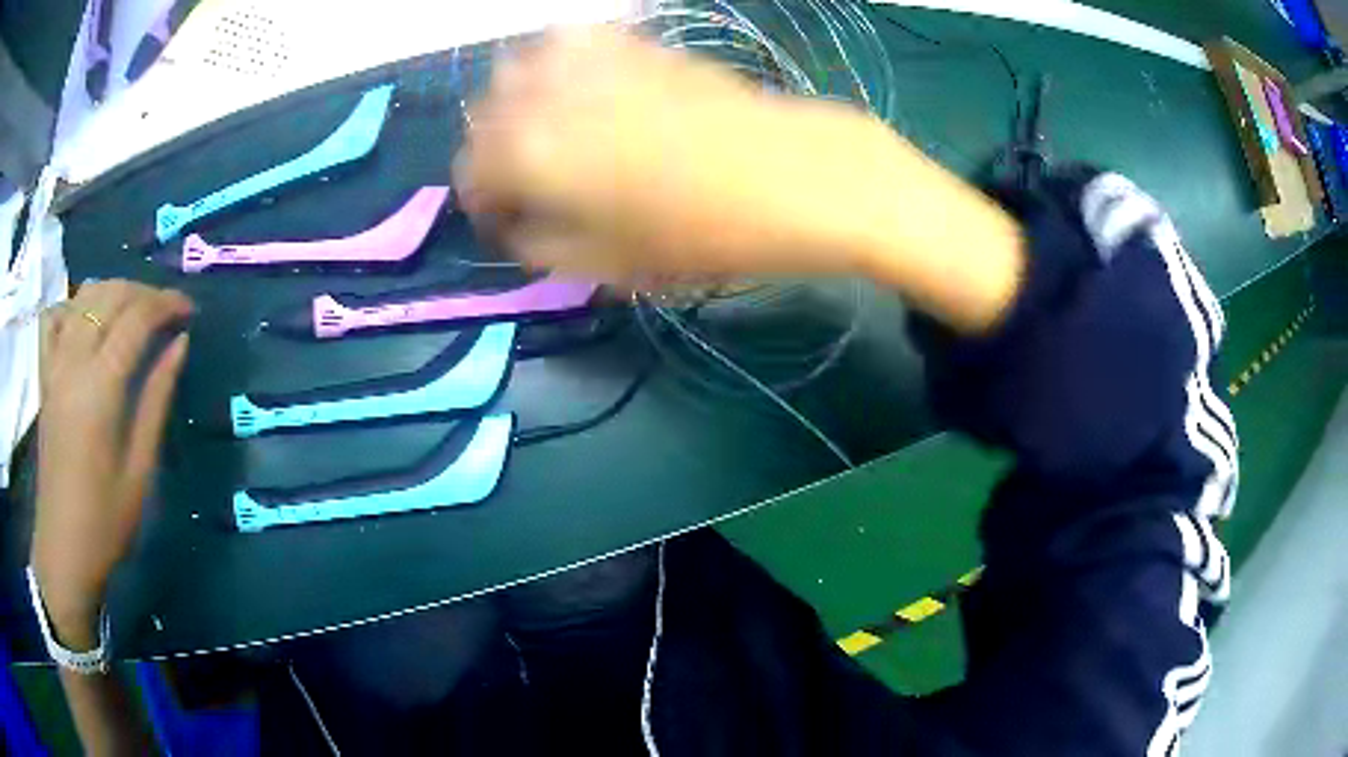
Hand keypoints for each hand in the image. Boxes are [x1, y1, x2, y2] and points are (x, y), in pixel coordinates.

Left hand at [32, 281, 191, 648]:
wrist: (63, 549)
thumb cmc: (106, 522)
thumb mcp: (140, 470)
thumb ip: (157, 400)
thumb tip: (180, 345)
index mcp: (101, 388)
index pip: (136, 319)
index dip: (166, 304)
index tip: (190, 310)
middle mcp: (74, 362)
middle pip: (110, 296)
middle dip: (143, 292)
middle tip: (167, 310)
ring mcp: (54, 365)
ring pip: (83, 297)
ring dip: (112, 290)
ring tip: (133, 309)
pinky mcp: (44, 376)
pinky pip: (54, 317)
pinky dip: (72, 304)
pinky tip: (85, 317)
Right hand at [453, 26, 899, 282]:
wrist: (795, 177)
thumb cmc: (704, 234)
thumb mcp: (609, 266)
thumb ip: (542, 245)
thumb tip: (517, 223)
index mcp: (529, 153)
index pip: (471, 172)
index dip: (482, 201)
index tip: (506, 219)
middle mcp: (545, 94)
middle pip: (485, 113)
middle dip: (493, 148)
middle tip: (527, 177)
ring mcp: (592, 58)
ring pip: (519, 66)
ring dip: (519, 100)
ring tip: (551, 129)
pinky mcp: (634, 42)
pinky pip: (572, 42)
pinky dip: (560, 64)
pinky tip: (587, 88)